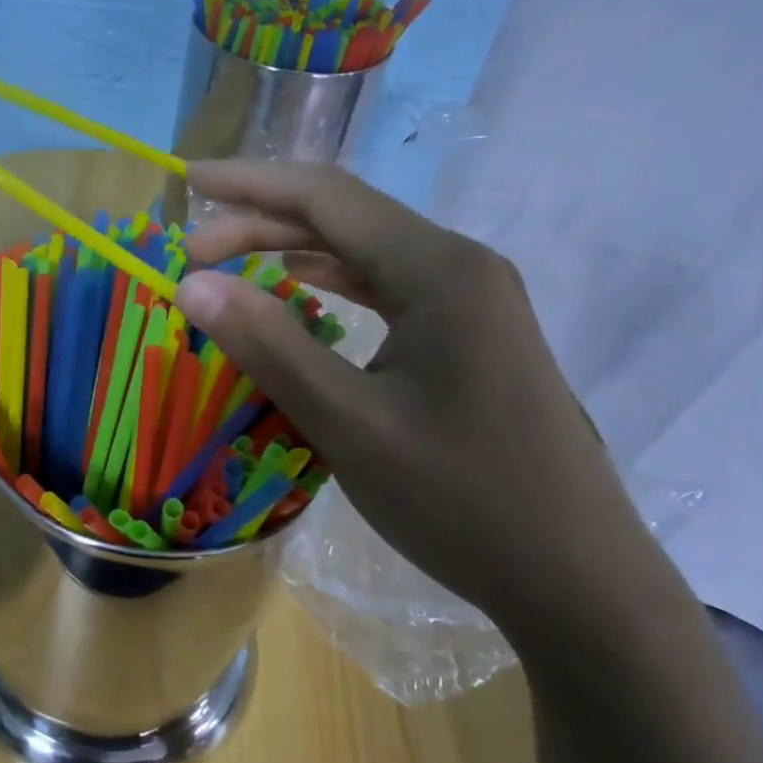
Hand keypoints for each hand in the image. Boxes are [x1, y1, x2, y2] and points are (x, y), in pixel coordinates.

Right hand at [175, 161, 667, 643]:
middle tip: (192, 253)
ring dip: (294, 251)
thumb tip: (193, 284)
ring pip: (365, 253)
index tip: (186, 183)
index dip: (249, 185)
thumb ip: (270, 346)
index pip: (327, 198)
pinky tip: (300, 293)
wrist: (576, 578)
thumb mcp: (350, 423)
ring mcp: (471, 302)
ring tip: (231, 265)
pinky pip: (387, 289)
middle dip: (262, 223)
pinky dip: (332, 285)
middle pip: (345, 219)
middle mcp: (459, 268)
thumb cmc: (462, 499)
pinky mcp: (468, 337)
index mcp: (438, 271)